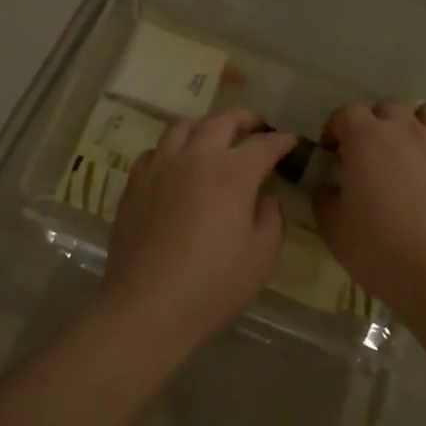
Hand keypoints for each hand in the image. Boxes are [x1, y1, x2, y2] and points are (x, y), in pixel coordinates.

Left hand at [101, 109, 297, 346]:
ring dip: (204, 127)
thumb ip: (272, 219)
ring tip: (213, 138)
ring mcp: (160, 167)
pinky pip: (154, 152)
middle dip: (243, 120)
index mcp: (232, 173)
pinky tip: (175, 165)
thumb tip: (267, 198)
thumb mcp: (262, 257)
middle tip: (255, 127)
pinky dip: (171, 150)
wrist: (147, 305)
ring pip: (181, 127)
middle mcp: (194, 158)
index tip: (291, 142)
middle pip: (220, 121)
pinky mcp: (134, 184)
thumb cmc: (213, 284)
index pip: (263, 145)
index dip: (281, 141)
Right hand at [313, 101, 425, 318]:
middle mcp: (406, 128)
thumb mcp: (334, 230)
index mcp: (366, 139)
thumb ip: (325, 198)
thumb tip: (330, 187)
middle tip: (372, 158)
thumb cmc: (384, 252)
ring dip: (415, 126)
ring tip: (413, 155)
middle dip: (375, 127)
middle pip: (386, 109)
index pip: (346, 113)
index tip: (334, 153)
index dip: (336, 129)